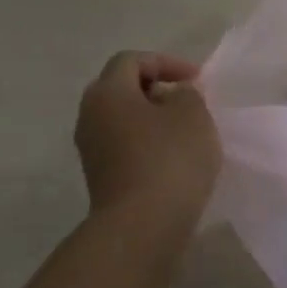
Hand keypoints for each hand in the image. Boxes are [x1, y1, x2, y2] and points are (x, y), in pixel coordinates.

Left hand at [75, 51, 221, 225]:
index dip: (166, 62)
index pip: (131, 60)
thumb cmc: (169, 159)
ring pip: (123, 119)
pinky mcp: (100, 177)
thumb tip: (173, 96)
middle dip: (156, 89)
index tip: (196, 79)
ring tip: (186, 130)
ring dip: (153, 118)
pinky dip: (147, 143)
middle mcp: (90, 116)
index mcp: (107, 93)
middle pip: (122, 88)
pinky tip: (174, 158)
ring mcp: (91, 150)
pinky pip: (124, 146)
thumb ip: (186, 93)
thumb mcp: (192, 113)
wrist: (142, 227)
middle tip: (187, 99)